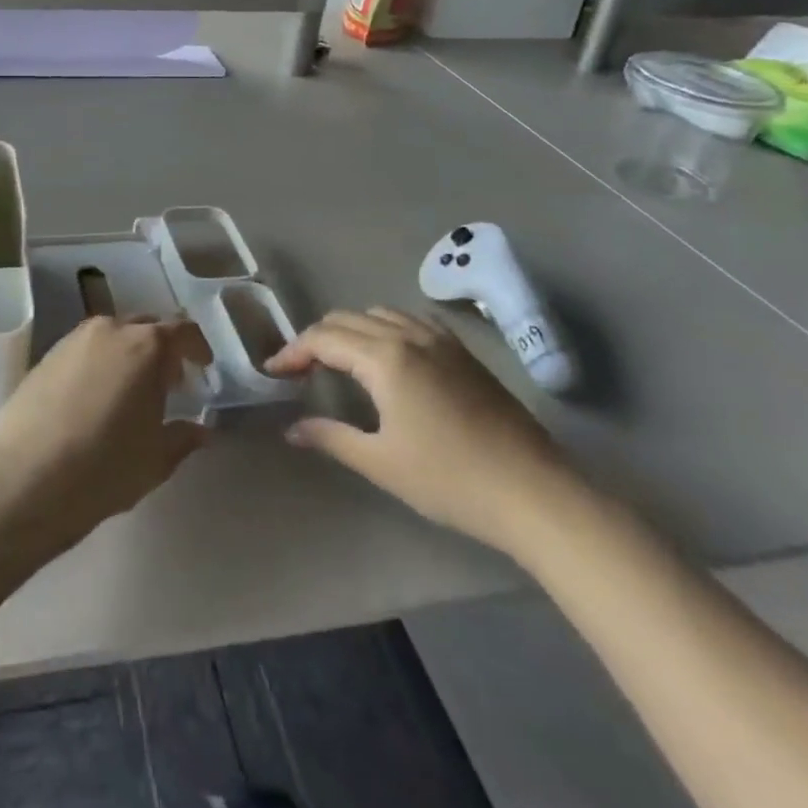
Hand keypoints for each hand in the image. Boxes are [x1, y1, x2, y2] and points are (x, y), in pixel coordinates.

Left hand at [0, 318, 211, 552]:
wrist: (24, 479)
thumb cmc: (103, 468)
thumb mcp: (155, 460)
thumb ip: (183, 437)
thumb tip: (201, 430)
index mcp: (146, 346)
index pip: (183, 331)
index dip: (197, 349)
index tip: (203, 369)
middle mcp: (110, 330)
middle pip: (146, 326)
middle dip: (162, 349)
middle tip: (169, 383)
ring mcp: (73, 339)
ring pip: (112, 335)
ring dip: (129, 354)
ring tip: (130, 391)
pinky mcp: (45, 355)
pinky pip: (85, 349)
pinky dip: (99, 362)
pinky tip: (95, 398)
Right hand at [264, 309, 575, 559]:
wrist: (534, 492)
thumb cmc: (449, 479)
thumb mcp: (381, 463)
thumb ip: (331, 438)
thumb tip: (292, 429)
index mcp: (384, 358)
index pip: (323, 339)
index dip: (293, 352)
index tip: (273, 372)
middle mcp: (408, 336)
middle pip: (347, 320)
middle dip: (317, 339)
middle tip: (300, 370)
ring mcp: (440, 340)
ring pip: (379, 314)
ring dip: (350, 330)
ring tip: (339, 361)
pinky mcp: (462, 352)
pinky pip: (411, 321)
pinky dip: (385, 328)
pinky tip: (388, 356)